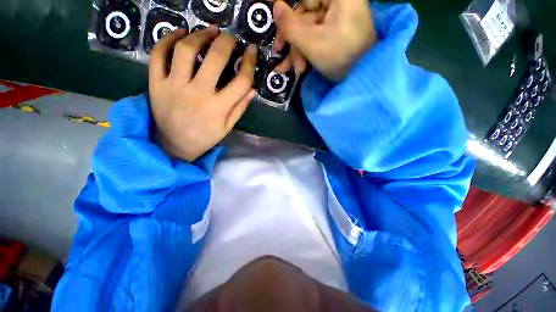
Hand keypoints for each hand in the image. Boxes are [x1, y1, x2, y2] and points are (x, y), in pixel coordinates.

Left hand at [149, 27, 257, 161]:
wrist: (174, 145)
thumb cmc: (205, 137)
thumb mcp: (227, 126)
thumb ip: (240, 107)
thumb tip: (252, 89)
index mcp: (219, 108)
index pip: (241, 81)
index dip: (249, 63)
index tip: (251, 51)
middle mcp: (198, 93)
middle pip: (215, 59)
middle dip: (226, 42)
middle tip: (230, 37)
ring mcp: (174, 86)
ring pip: (186, 50)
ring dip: (200, 35)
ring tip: (209, 31)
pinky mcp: (156, 83)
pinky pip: (159, 55)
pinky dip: (167, 39)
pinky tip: (180, 33)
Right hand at [272, 0, 376, 80]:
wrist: (361, 78)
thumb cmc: (340, 58)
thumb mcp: (312, 43)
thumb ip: (290, 26)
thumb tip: (275, 6)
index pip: (304, 1)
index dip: (288, 18)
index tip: (279, 35)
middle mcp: (338, 4)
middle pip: (304, 18)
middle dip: (293, 42)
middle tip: (280, 57)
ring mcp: (337, 20)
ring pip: (308, 32)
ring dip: (296, 53)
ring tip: (289, 70)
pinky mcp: (335, 35)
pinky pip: (315, 39)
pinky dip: (305, 53)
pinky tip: (295, 67)